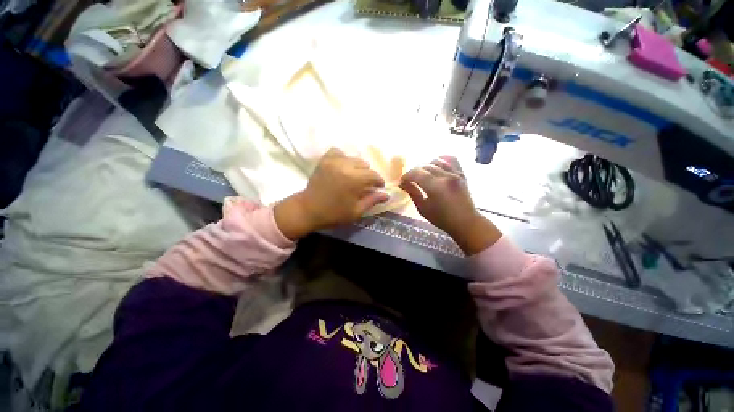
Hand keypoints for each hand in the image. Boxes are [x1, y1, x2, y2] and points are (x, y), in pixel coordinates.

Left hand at [275, 148, 387, 239]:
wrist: (308, 210)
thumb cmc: (334, 213)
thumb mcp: (356, 211)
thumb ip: (372, 200)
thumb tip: (386, 195)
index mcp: (354, 179)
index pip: (374, 175)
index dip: (379, 182)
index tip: (379, 187)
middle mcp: (345, 166)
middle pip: (365, 165)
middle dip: (368, 175)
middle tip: (364, 185)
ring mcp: (333, 161)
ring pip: (354, 158)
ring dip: (357, 167)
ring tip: (353, 177)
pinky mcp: (325, 160)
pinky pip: (338, 152)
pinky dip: (343, 158)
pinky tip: (343, 167)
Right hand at [399, 156, 500, 254]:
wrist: (466, 221)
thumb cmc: (442, 218)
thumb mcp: (422, 208)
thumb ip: (413, 193)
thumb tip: (402, 183)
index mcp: (436, 187)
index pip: (417, 173)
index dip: (407, 176)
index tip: (402, 181)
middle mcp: (446, 176)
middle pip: (425, 166)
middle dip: (414, 171)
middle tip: (410, 179)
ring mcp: (455, 173)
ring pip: (436, 160)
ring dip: (426, 165)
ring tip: (422, 174)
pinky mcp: (461, 173)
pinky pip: (451, 159)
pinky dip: (441, 159)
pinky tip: (436, 165)